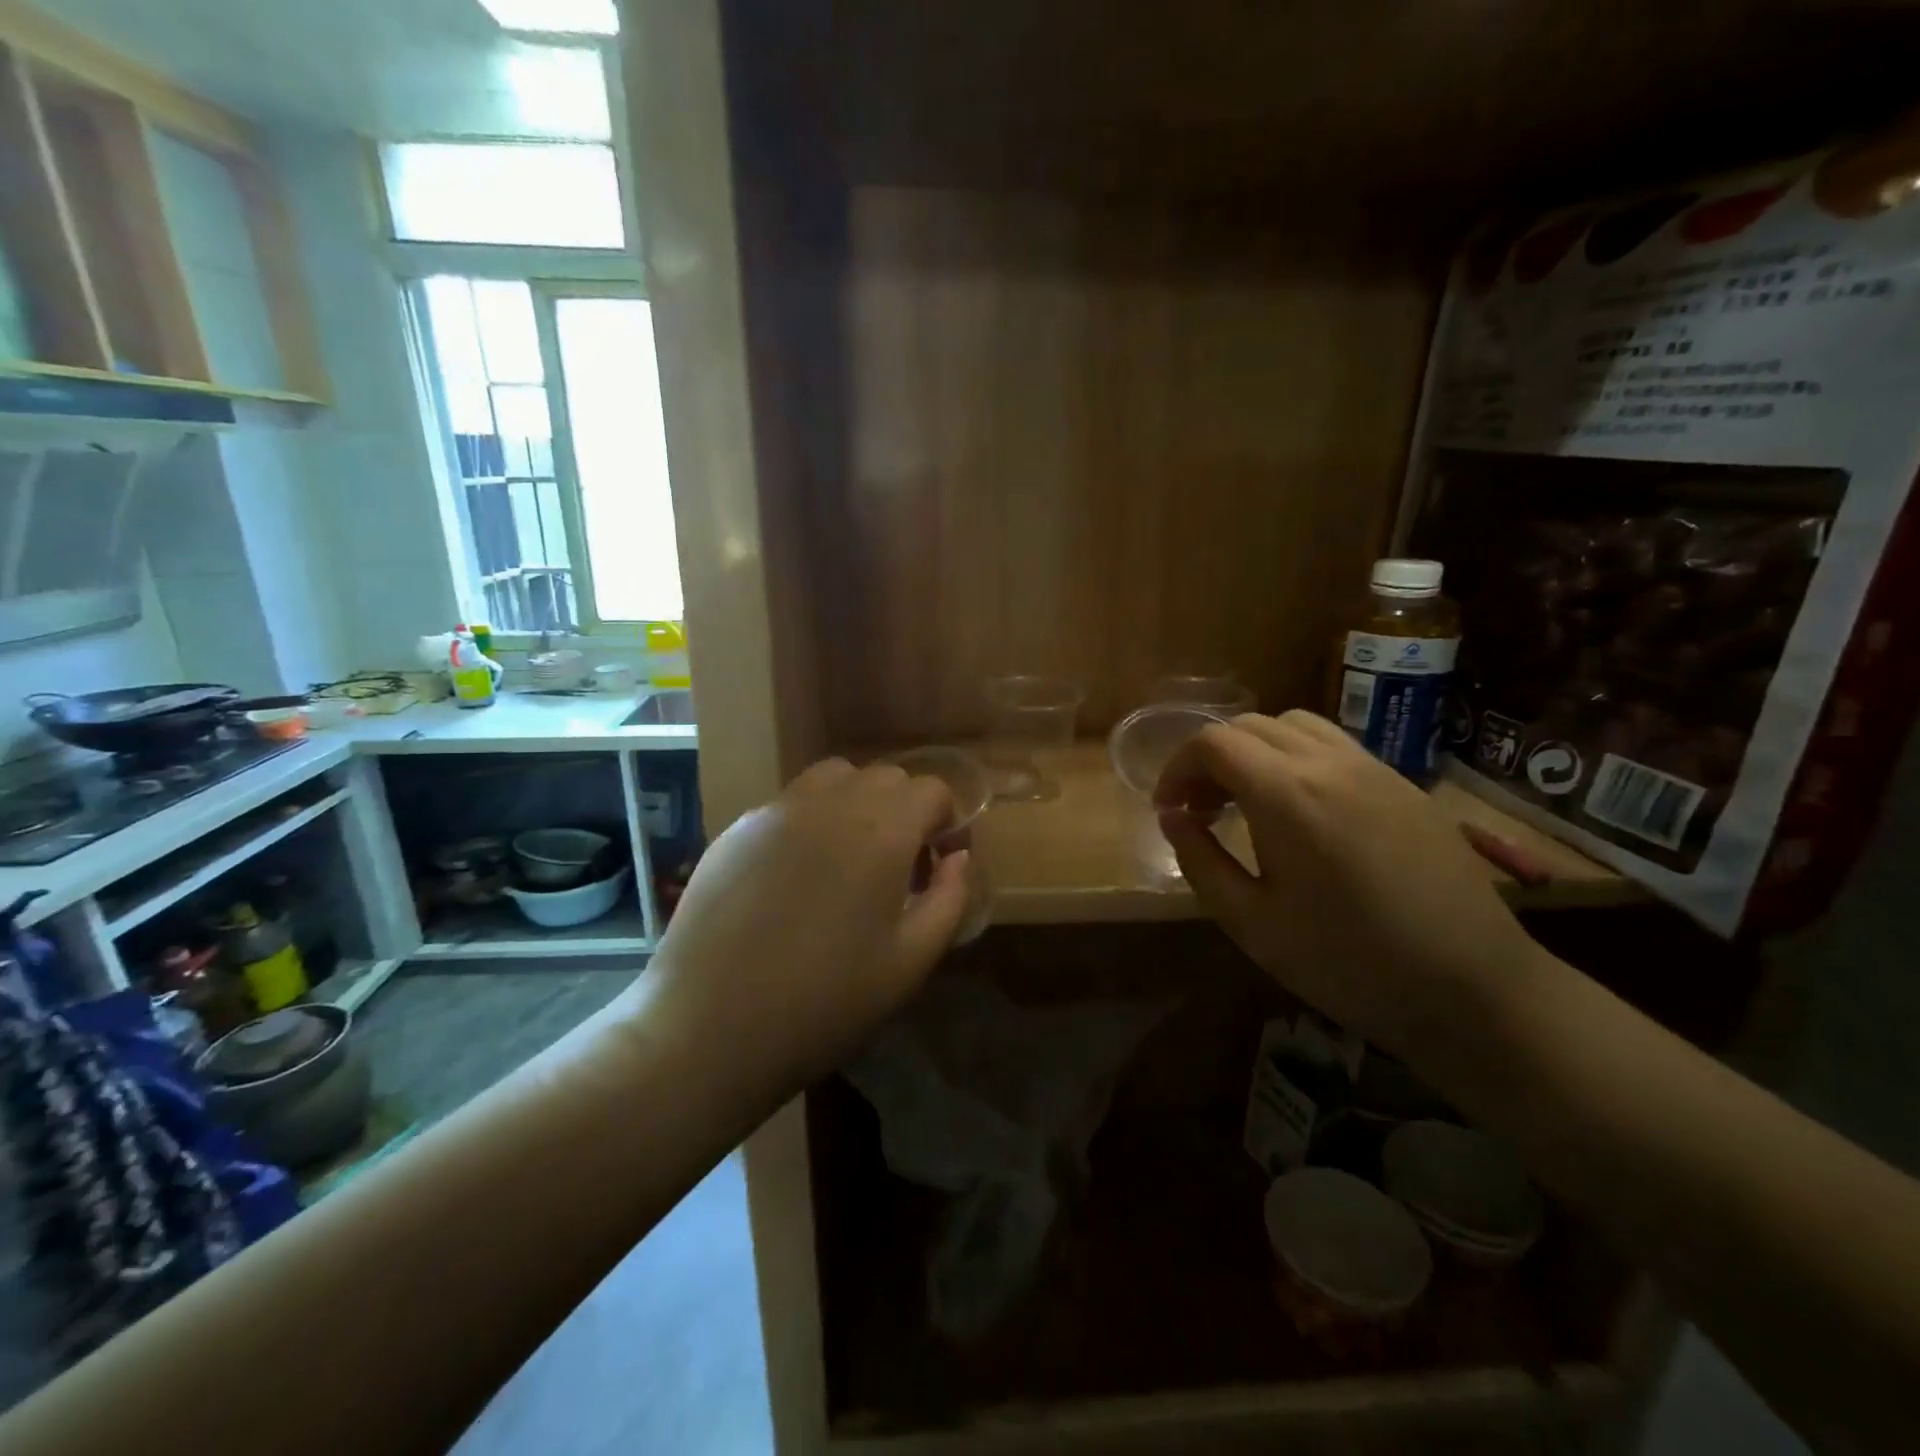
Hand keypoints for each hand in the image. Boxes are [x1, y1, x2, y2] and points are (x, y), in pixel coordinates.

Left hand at [641, 759, 969, 1086]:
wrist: (709, 1027)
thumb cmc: (825, 1002)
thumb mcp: (909, 962)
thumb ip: (948, 899)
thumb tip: (957, 859)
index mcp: (881, 831)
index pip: (930, 791)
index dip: (946, 821)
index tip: (940, 863)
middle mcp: (831, 804)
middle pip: (885, 778)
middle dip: (905, 810)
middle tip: (899, 866)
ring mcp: (777, 810)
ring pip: (834, 777)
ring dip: (857, 803)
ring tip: (849, 857)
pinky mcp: (737, 828)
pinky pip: (790, 803)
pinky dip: (811, 819)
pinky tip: (796, 875)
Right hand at [1153, 711, 1542, 1053]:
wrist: (1474, 989)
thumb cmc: (1348, 962)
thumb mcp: (1251, 922)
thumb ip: (1199, 860)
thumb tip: (1172, 817)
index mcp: (1286, 794)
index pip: (1212, 742)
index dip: (1177, 768)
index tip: (1169, 810)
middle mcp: (1329, 763)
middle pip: (1249, 726)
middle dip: (1211, 759)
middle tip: (1201, 811)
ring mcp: (1374, 769)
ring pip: (1295, 726)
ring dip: (1255, 752)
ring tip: (1248, 803)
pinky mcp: (1405, 785)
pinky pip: (1335, 747)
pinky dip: (1297, 760)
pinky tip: (1303, 813)